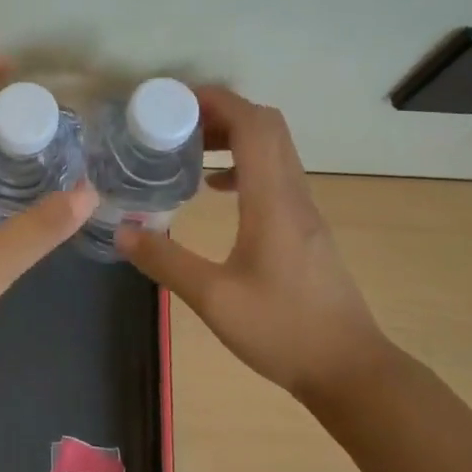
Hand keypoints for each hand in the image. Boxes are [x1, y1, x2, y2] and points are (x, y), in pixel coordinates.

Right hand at [115, 87, 390, 409]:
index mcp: (273, 200)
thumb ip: (165, 261)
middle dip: (221, 112)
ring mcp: (304, 210)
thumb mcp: (213, 299)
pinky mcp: (305, 227)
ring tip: (189, 148)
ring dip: (233, 135)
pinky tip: (215, 189)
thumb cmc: (283, 330)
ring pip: (274, 148)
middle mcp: (293, 194)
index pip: (253, 125)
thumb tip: (121, 232)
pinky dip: (243, 163)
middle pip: (266, 126)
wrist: (350, 370)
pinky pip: (275, 173)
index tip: (174, 101)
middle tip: (176, 122)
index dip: (216, 101)